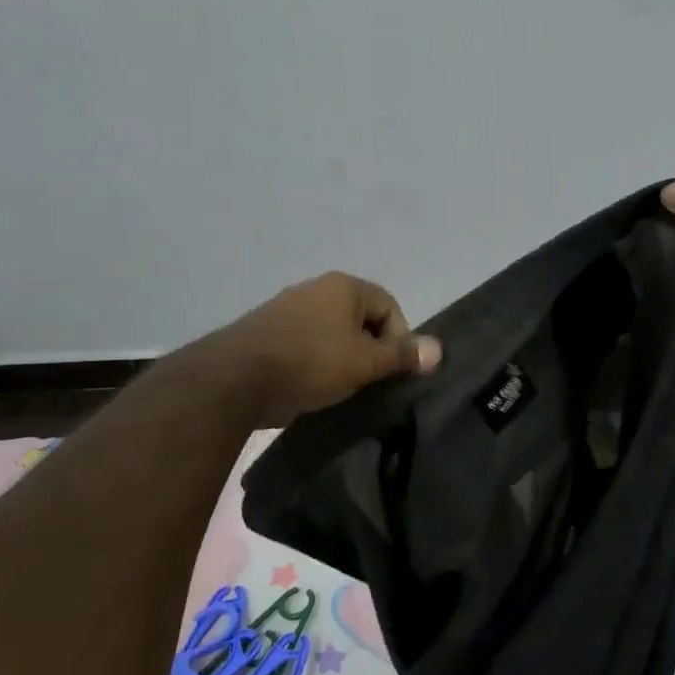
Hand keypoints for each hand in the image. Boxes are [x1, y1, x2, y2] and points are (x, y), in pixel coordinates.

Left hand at [214, 272, 441, 426]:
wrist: (234, 378)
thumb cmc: (310, 362)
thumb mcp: (364, 362)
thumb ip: (402, 355)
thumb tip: (439, 349)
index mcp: (344, 286)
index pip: (390, 306)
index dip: (399, 339)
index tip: (392, 371)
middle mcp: (316, 289)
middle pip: (361, 319)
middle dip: (370, 350)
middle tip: (369, 382)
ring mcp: (288, 308)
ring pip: (332, 333)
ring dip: (343, 358)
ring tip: (341, 388)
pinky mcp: (267, 331)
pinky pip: (306, 344)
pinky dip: (316, 362)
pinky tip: (312, 386)